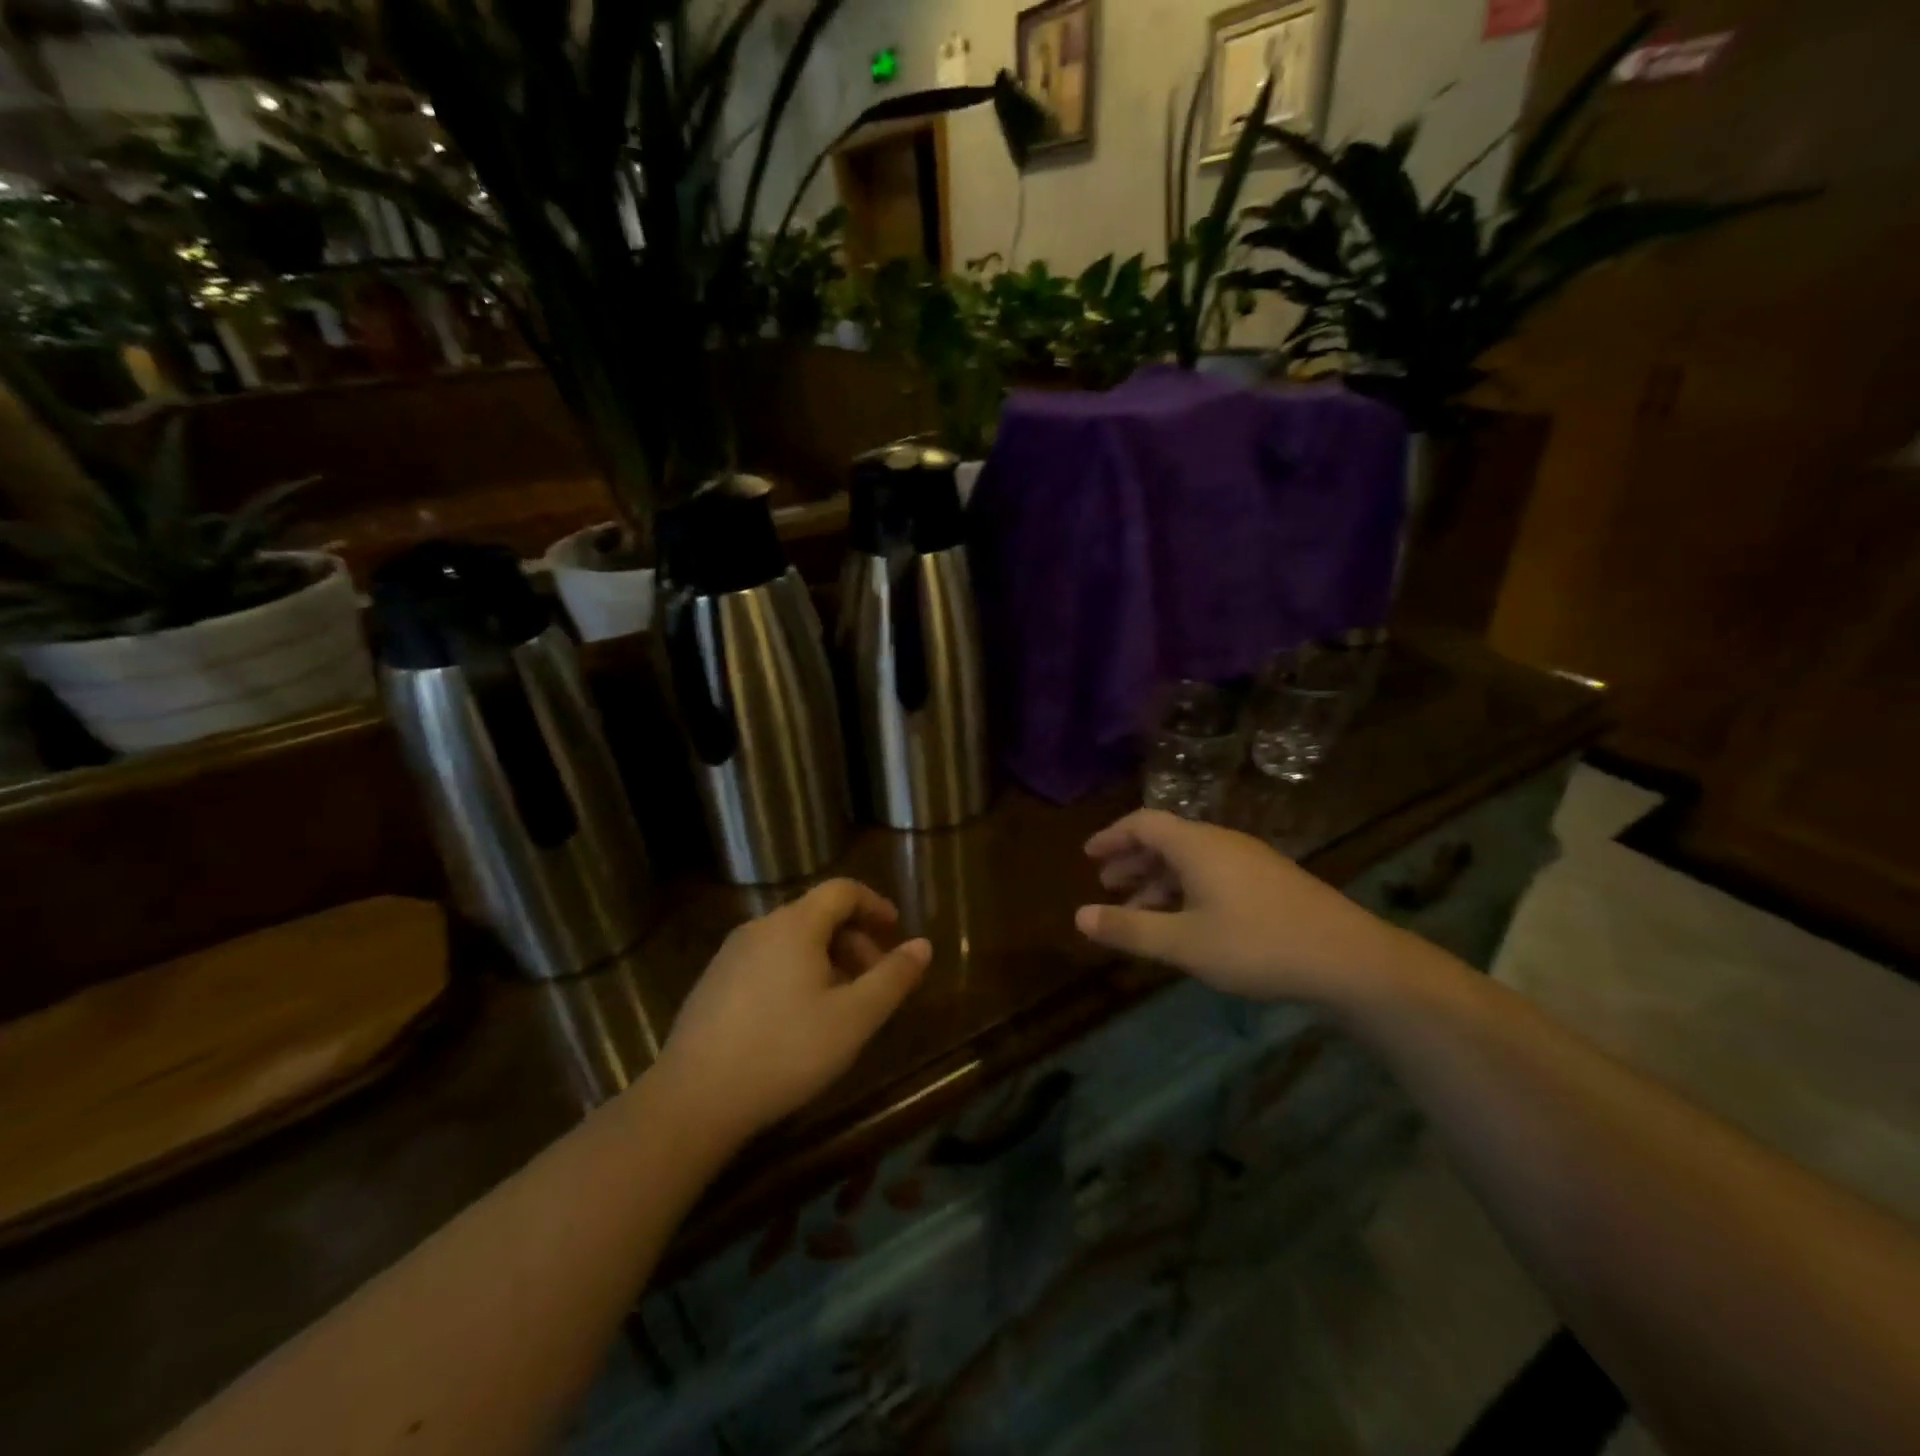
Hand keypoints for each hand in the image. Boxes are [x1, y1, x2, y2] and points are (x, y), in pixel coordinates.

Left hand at [656, 879, 929, 1143]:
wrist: (692, 1099)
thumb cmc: (785, 1051)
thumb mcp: (854, 1018)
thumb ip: (892, 977)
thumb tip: (923, 945)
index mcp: (795, 925)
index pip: (842, 890)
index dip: (874, 904)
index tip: (895, 931)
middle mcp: (760, 927)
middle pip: (817, 914)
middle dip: (854, 939)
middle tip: (874, 980)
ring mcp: (731, 954)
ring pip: (792, 940)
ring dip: (826, 959)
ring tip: (841, 1005)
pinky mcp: (713, 983)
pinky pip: (767, 961)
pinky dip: (795, 973)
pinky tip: (797, 1020)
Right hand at [1075, 809, 1411, 1005]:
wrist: (1349, 959)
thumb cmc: (1256, 944)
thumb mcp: (1183, 942)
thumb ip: (1129, 928)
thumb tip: (1079, 916)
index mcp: (1196, 845)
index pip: (1143, 823)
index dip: (1112, 836)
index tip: (1088, 855)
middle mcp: (1221, 842)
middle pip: (1166, 839)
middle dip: (1132, 860)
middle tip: (1106, 883)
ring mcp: (1250, 860)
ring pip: (1191, 859)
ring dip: (1159, 879)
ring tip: (1138, 909)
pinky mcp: (1270, 881)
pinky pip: (1212, 873)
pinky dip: (1186, 889)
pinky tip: (1185, 921)